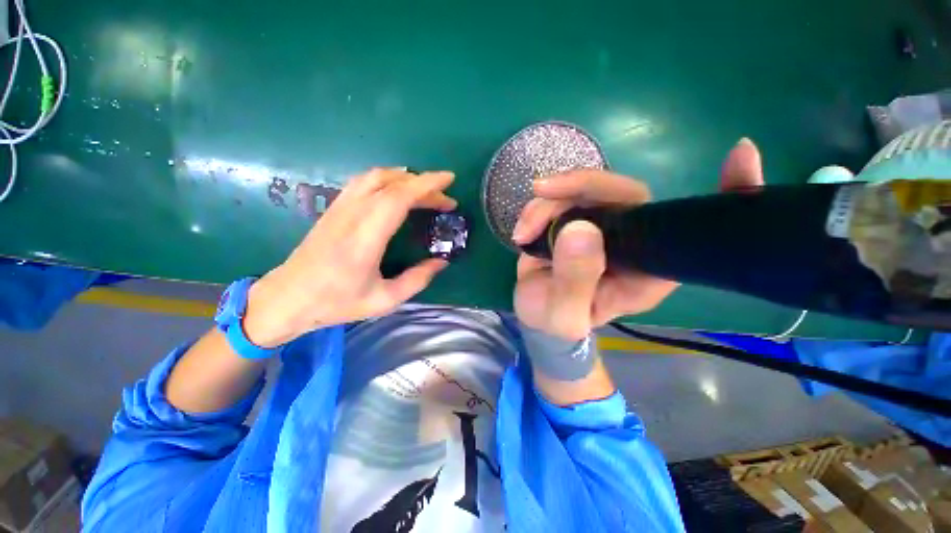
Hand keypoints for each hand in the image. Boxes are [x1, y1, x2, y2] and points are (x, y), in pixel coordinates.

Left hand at [244, 167, 456, 346]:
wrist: (288, 298)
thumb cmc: (337, 302)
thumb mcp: (385, 300)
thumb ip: (417, 280)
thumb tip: (442, 262)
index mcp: (365, 238)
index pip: (398, 197)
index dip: (426, 185)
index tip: (449, 180)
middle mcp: (352, 215)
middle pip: (391, 183)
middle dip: (424, 185)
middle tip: (445, 200)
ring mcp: (339, 208)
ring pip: (375, 176)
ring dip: (405, 178)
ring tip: (426, 191)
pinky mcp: (334, 208)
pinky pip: (363, 182)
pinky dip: (387, 179)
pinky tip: (397, 190)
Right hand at [511, 137, 764, 339]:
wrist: (538, 317)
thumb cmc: (558, 324)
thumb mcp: (564, 315)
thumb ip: (575, 280)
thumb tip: (579, 228)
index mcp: (647, 269)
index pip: (689, 229)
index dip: (725, 195)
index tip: (741, 155)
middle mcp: (633, 241)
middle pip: (621, 193)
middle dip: (579, 186)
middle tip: (541, 191)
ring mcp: (602, 227)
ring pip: (582, 191)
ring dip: (547, 204)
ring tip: (522, 233)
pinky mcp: (575, 221)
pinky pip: (560, 199)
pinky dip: (537, 209)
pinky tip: (521, 232)